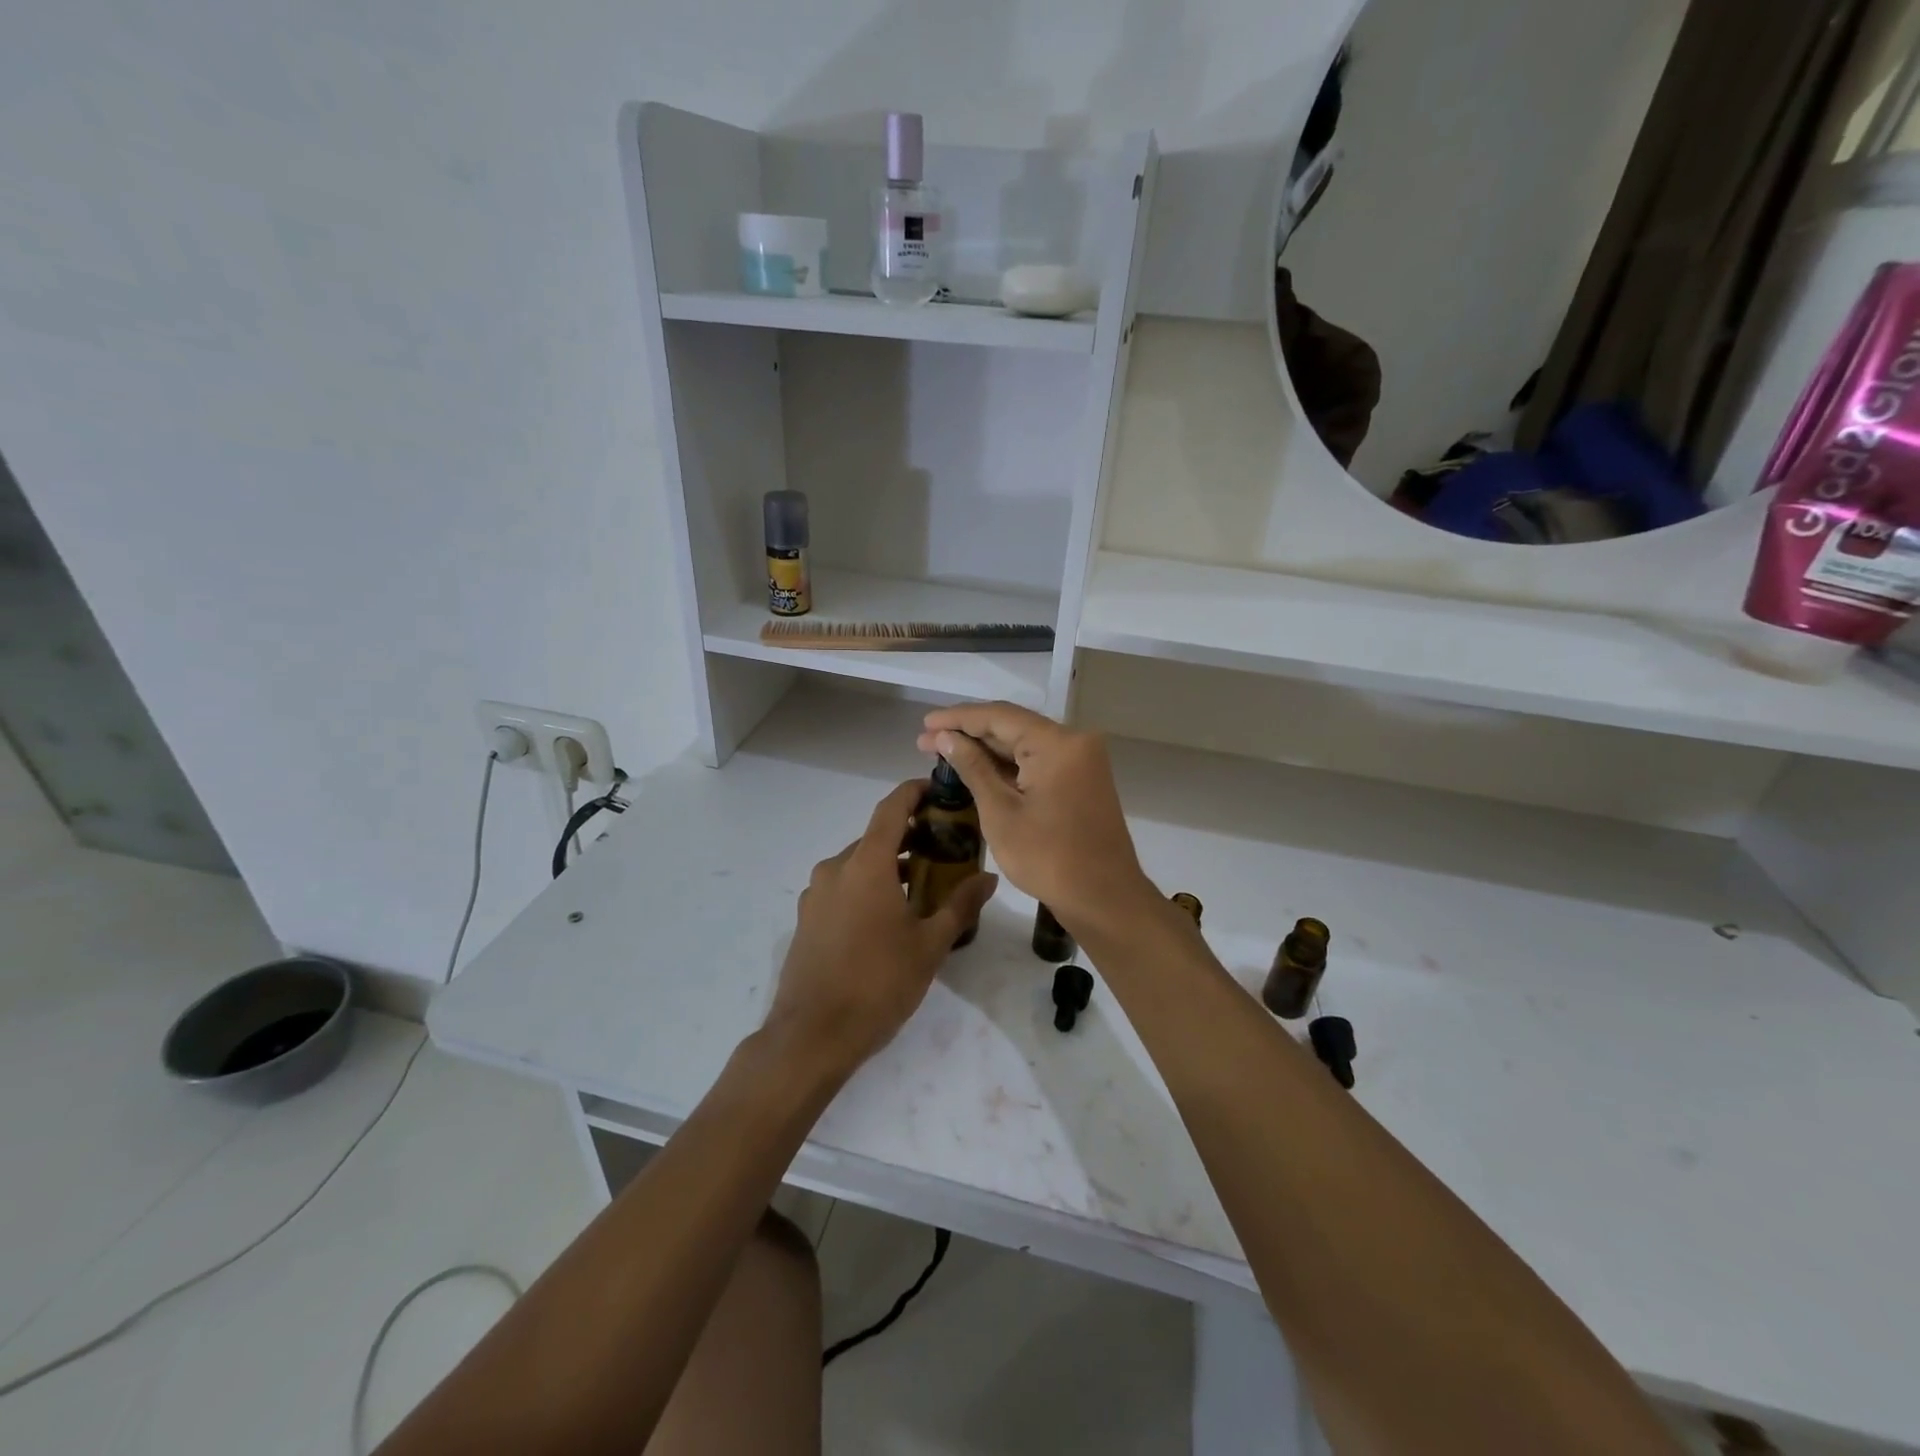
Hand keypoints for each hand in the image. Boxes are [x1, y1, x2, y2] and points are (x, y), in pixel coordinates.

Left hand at [764, 779, 998, 1079]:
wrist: (812, 1036)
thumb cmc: (878, 983)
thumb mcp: (929, 945)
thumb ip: (960, 906)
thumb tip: (988, 878)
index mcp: (866, 865)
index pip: (891, 809)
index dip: (914, 792)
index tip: (938, 788)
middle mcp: (835, 869)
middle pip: (876, 838)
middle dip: (910, 835)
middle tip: (945, 844)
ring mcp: (816, 894)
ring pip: (858, 864)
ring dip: (889, 864)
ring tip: (923, 883)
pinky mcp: (807, 918)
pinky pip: (843, 887)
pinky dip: (868, 885)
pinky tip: (889, 915)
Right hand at [917, 703, 1151, 937]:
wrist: (1103, 898)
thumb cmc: (1048, 858)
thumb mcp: (1000, 812)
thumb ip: (973, 768)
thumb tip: (946, 737)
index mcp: (1058, 743)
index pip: (999, 716)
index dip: (958, 718)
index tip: (924, 723)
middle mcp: (1074, 742)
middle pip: (1013, 726)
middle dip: (968, 733)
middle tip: (925, 741)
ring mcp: (1081, 761)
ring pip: (1025, 744)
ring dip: (986, 749)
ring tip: (943, 752)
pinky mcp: (1081, 780)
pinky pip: (1038, 761)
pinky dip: (1008, 765)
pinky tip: (977, 769)